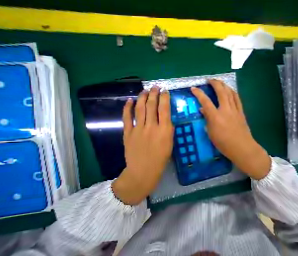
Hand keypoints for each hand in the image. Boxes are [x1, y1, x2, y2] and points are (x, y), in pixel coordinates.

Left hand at [112, 87, 173, 204]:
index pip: (165, 109)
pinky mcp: (128, 133)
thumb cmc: (161, 158)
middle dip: (154, 94)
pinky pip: (127, 117)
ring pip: (140, 108)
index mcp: (164, 130)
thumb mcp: (170, 143)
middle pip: (152, 106)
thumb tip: (166, 118)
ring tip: (145, 90)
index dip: (165, 98)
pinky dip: (127, 108)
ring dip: (142, 98)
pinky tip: (129, 100)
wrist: (143, 171)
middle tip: (155, 87)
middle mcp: (151, 127)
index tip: (165, 91)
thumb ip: (168, 129)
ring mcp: (138, 129)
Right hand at [192, 80, 271, 179]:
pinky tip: (230, 90)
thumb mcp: (211, 133)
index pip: (205, 101)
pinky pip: (237, 98)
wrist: (242, 147)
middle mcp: (225, 110)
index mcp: (216, 117)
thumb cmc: (224, 144)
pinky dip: (233, 92)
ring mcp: (235, 110)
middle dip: (214, 83)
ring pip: (230, 92)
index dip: (198, 93)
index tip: (194, 88)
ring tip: (219, 82)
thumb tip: (203, 110)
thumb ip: (207, 120)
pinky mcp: (241, 112)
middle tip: (209, 80)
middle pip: (220, 91)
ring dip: (224, 85)